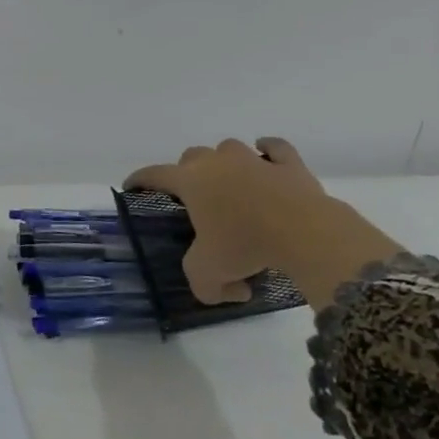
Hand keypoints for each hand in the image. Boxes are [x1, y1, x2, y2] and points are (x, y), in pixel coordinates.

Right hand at [125, 137, 402, 308]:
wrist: (305, 233)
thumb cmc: (246, 246)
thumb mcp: (209, 273)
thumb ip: (204, 285)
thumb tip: (230, 290)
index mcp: (189, 181)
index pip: (153, 174)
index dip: (139, 180)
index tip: (132, 187)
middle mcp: (216, 162)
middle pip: (191, 155)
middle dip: (188, 172)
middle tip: (196, 197)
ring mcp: (253, 160)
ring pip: (229, 148)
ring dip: (226, 161)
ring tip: (232, 181)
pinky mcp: (289, 165)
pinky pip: (276, 148)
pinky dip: (270, 150)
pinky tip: (267, 156)